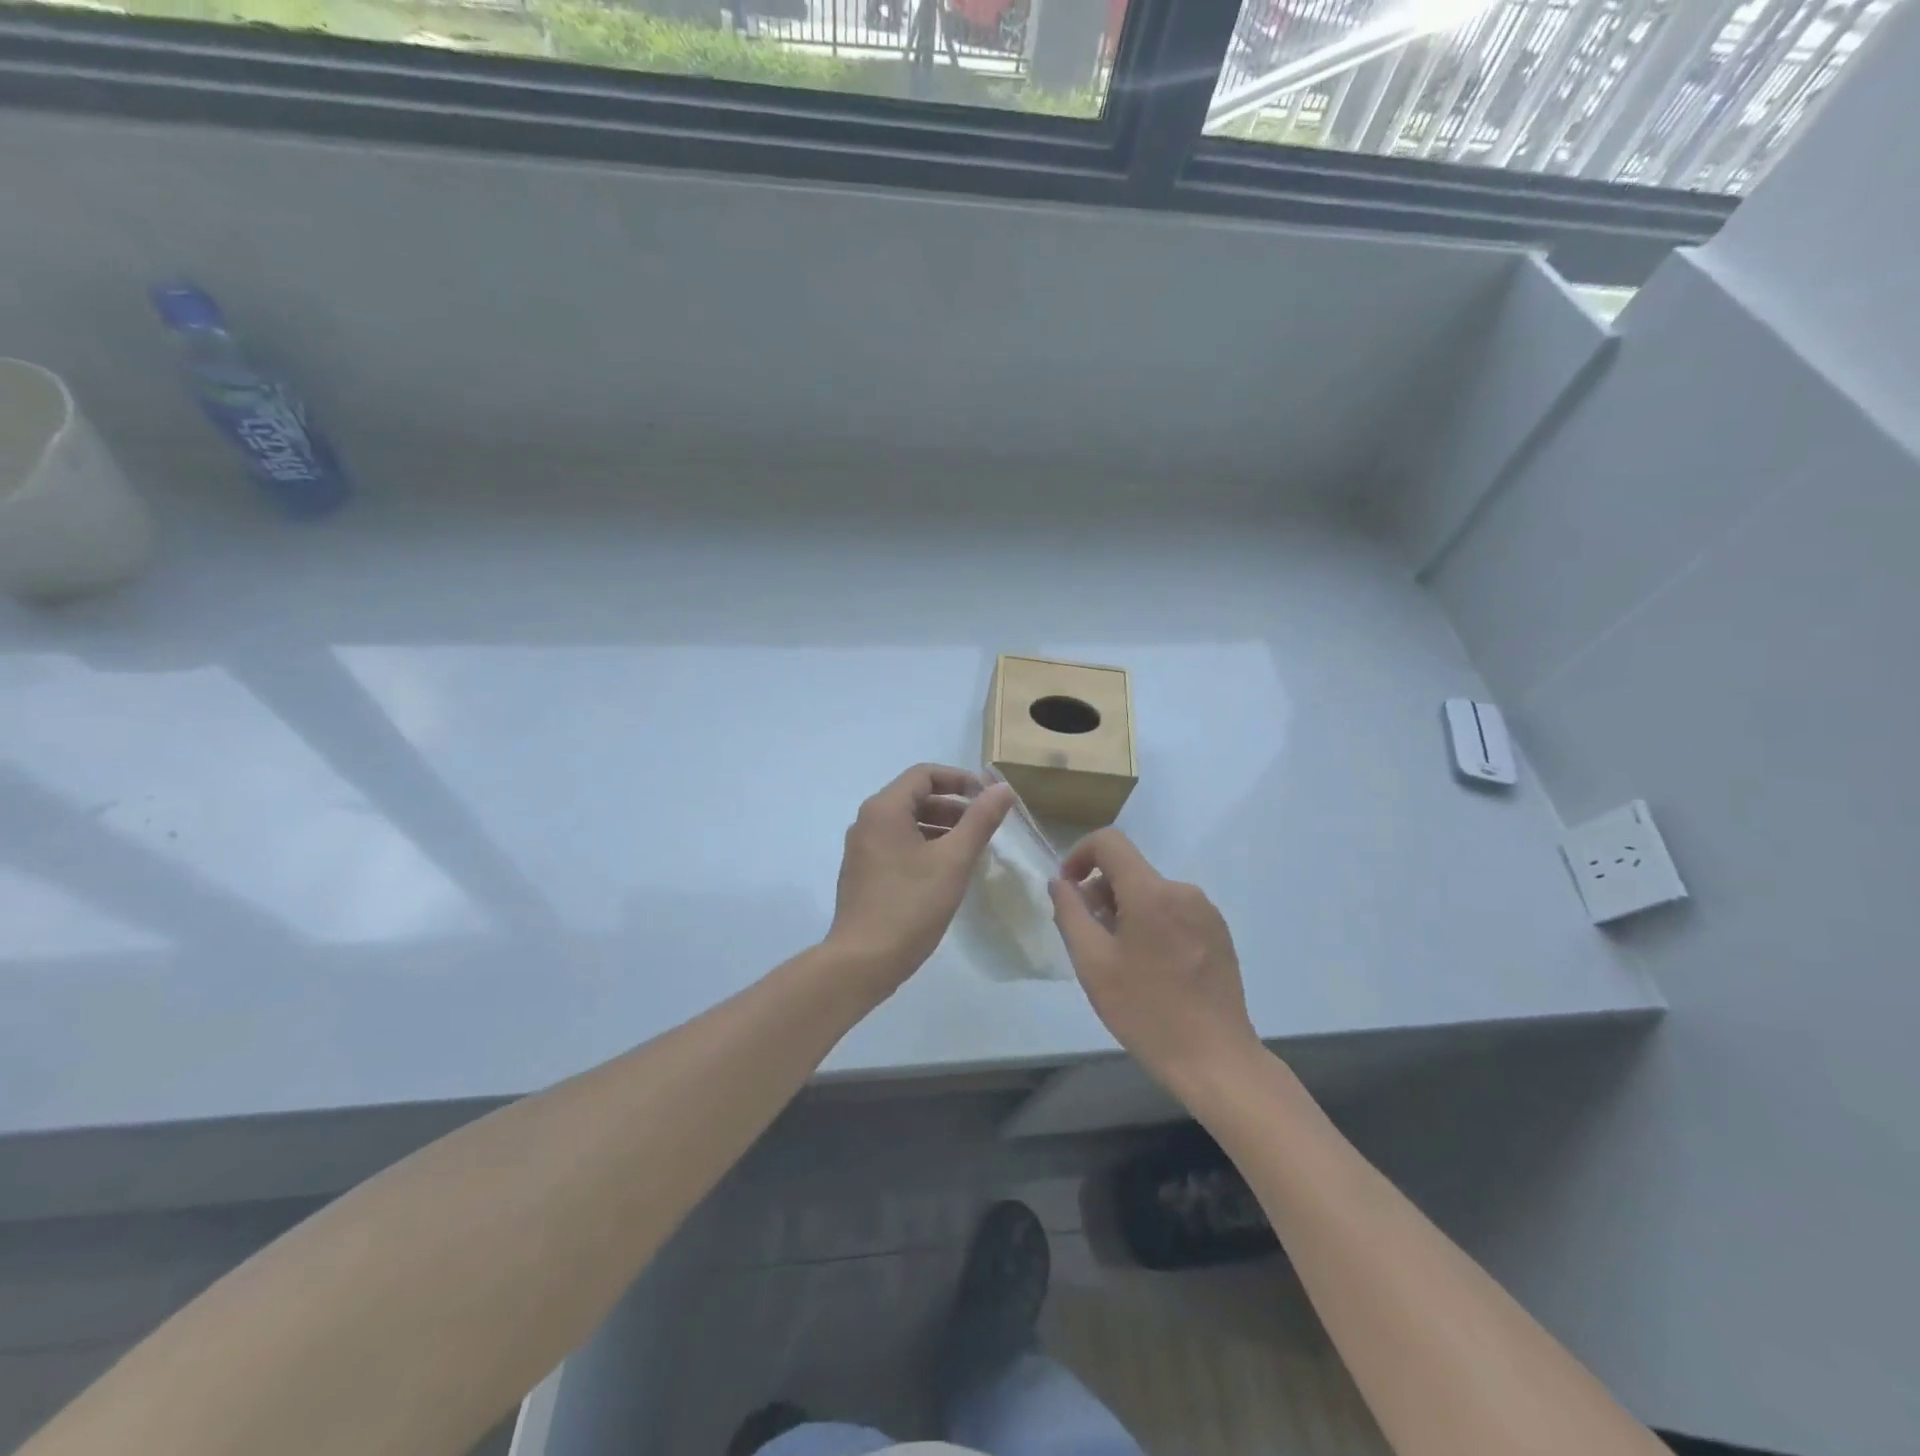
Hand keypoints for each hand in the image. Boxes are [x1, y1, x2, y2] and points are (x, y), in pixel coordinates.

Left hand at [827, 764, 1013, 994]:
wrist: (862, 962)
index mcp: (884, 809)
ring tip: (971, 848)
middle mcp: (867, 821)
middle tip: (984, 826)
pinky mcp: (863, 872)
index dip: (959, 779)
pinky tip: (946, 871)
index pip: (924, 774)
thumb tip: (1002, 789)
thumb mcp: (953, 860)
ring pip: (907, 823)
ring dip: (940, 827)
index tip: (987, 797)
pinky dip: (924, 846)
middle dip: (953, 806)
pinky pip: (897, 844)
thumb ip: (980, 821)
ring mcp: (862, 848)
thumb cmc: (910, 906)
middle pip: (915, 797)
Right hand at [1049, 829, 1259, 1090]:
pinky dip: (1151, 924)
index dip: (1079, 855)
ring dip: (1125, 911)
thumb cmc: (1146, 1012)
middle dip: (1101, 893)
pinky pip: (1173, 911)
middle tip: (1089, 940)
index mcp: (1151, 892)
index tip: (1068, 890)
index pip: (1109, 842)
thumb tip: (1060, 883)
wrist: (1216, 1059)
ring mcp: (1206, 911)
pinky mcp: (1219, 933)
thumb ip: (1070, 914)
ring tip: (1119, 960)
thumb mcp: (1093, 964)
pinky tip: (1150, 968)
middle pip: (1129, 870)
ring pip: (1151, 892)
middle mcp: (1183, 891)